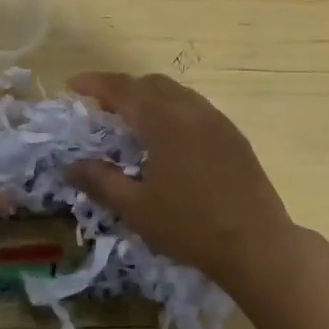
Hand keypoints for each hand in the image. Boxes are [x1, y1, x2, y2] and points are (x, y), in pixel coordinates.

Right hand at [67, 72, 296, 289]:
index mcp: (164, 121)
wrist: (257, 245)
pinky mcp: (234, 136)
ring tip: (133, 122)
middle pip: (151, 84)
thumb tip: (71, 166)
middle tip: (101, 109)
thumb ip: (100, 181)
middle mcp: (191, 110)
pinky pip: (195, 108)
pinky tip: (169, 139)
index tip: (73, 85)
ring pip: (176, 93)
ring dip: (149, 98)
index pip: (123, 89)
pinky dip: (172, 110)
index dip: (95, 83)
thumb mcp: (136, 208)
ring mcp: (217, 121)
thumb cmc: (190, 226)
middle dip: (122, 90)